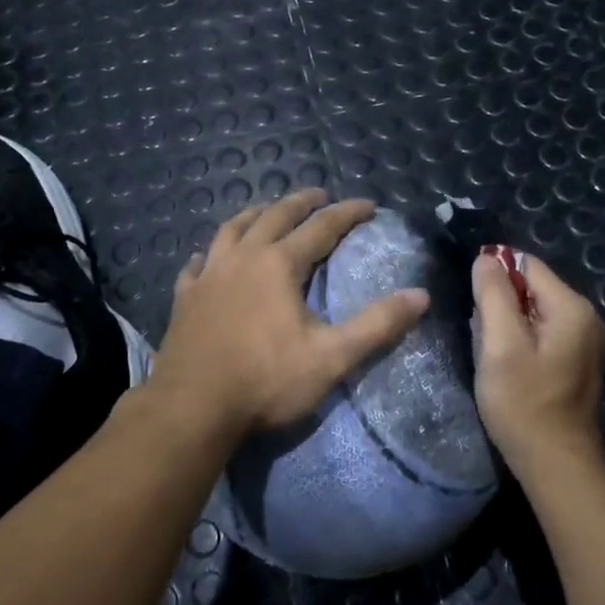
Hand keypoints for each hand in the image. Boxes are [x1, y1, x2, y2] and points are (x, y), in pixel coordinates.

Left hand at [147, 190, 429, 439]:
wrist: (192, 409)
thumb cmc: (265, 382)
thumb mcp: (331, 357)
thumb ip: (377, 325)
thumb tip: (419, 295)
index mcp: (278, 265)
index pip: (321, 227)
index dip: (348, 213)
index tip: (369, 205)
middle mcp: (242, 258)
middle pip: (274, 216)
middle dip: (301, 202)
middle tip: (319, 195)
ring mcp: (208, 276)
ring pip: (231, 230)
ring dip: (254, 215)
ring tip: (266, 211)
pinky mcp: (185, 298)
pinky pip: (196, 264)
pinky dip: (208, 254)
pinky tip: (207, 258)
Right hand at [471, 251, 604, 481]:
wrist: (557, 466)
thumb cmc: (524, 404)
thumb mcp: (500, 345)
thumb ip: (493, 295)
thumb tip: (486, 257)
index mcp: (571, 307)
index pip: (526, 264)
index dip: (494, 276)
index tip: (473, 306)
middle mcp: (586, 317)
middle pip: (531, 287)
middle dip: (501, 303)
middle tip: (482, 336)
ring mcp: (585, 342)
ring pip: (534, 311)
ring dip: (508, 324)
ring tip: (493, 353)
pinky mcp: (577, 362)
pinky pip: (543, 333)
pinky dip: (521, 340)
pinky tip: (508, 366)